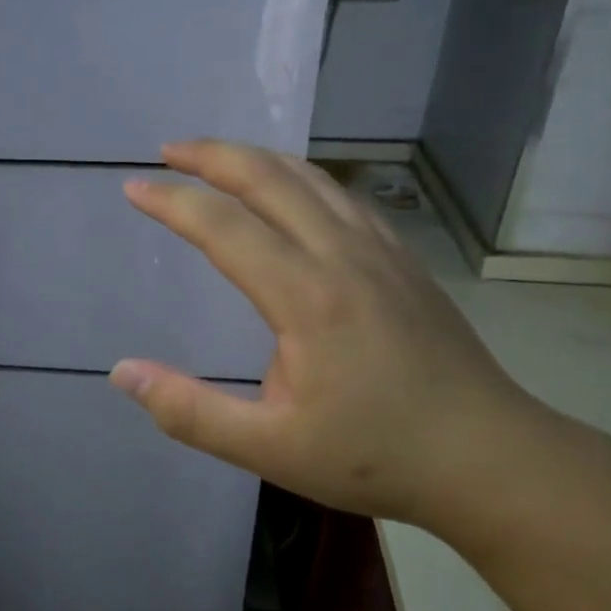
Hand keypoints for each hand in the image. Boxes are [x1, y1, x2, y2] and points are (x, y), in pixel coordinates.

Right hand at [112, 141, 556, 531]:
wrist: (489, 458)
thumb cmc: (375, 457)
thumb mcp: (270, 449)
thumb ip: (190, 411)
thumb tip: (121, 373)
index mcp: (306, 296)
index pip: (223, 226)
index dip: (172, 201)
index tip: (133, 188)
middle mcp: (342, 255)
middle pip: (268, 178)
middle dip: (212, 156)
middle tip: (168, 151)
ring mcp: (380, 250)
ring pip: (310, 178)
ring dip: (256, 158)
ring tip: (217, 158)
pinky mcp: (402, 259)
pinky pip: (342, 195)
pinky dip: (300, 176)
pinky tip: (291, 190)